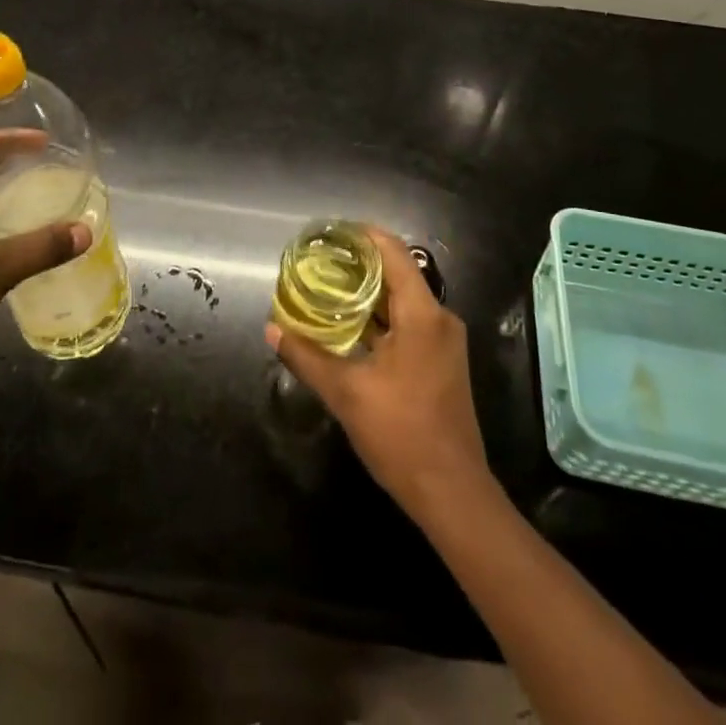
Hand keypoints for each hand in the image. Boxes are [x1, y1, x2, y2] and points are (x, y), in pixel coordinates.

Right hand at [266, 226, 489, 522]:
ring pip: (402, 300)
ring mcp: (444, 341)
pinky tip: (350, 326)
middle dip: (358, 264)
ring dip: (368, 293)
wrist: (452, 493)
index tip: (330, 232)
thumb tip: (272, 328)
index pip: (393, 253)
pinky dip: (380, 317)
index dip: (362, 235)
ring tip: (327, 288)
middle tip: (319, 261)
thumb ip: (307, 355)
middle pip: (397, 273)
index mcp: (422, 315)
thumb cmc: (401, 435)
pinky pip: (409, 322)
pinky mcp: (442, 361)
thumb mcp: (346, 393)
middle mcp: (439, 318)